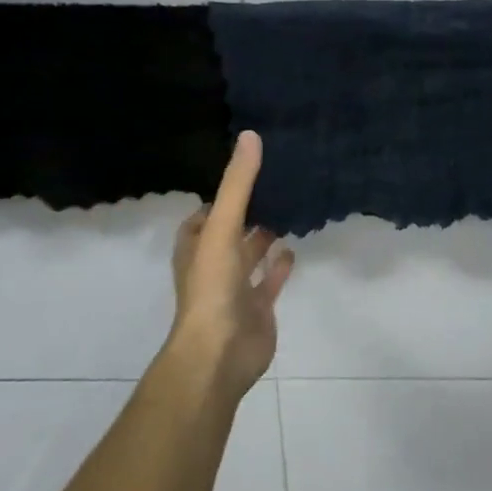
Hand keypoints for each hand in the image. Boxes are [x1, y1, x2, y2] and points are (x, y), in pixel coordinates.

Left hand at [168, 131, 294, 398]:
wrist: (219, 354)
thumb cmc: (213, 288)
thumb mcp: (222, 227)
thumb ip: (238, 185)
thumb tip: (250, 136)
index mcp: (196, 245)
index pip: (206, 213)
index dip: (222, 193)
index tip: (247, 170)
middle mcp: (213, 264)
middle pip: (231, 231)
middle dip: (248, 211)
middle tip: (276, 183)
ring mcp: (235, 287)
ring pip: (251, 254)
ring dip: (265, 235)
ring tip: (289, 207)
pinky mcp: (258, 306)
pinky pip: (270, 279)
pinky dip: (280, 264)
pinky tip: (295, 246)